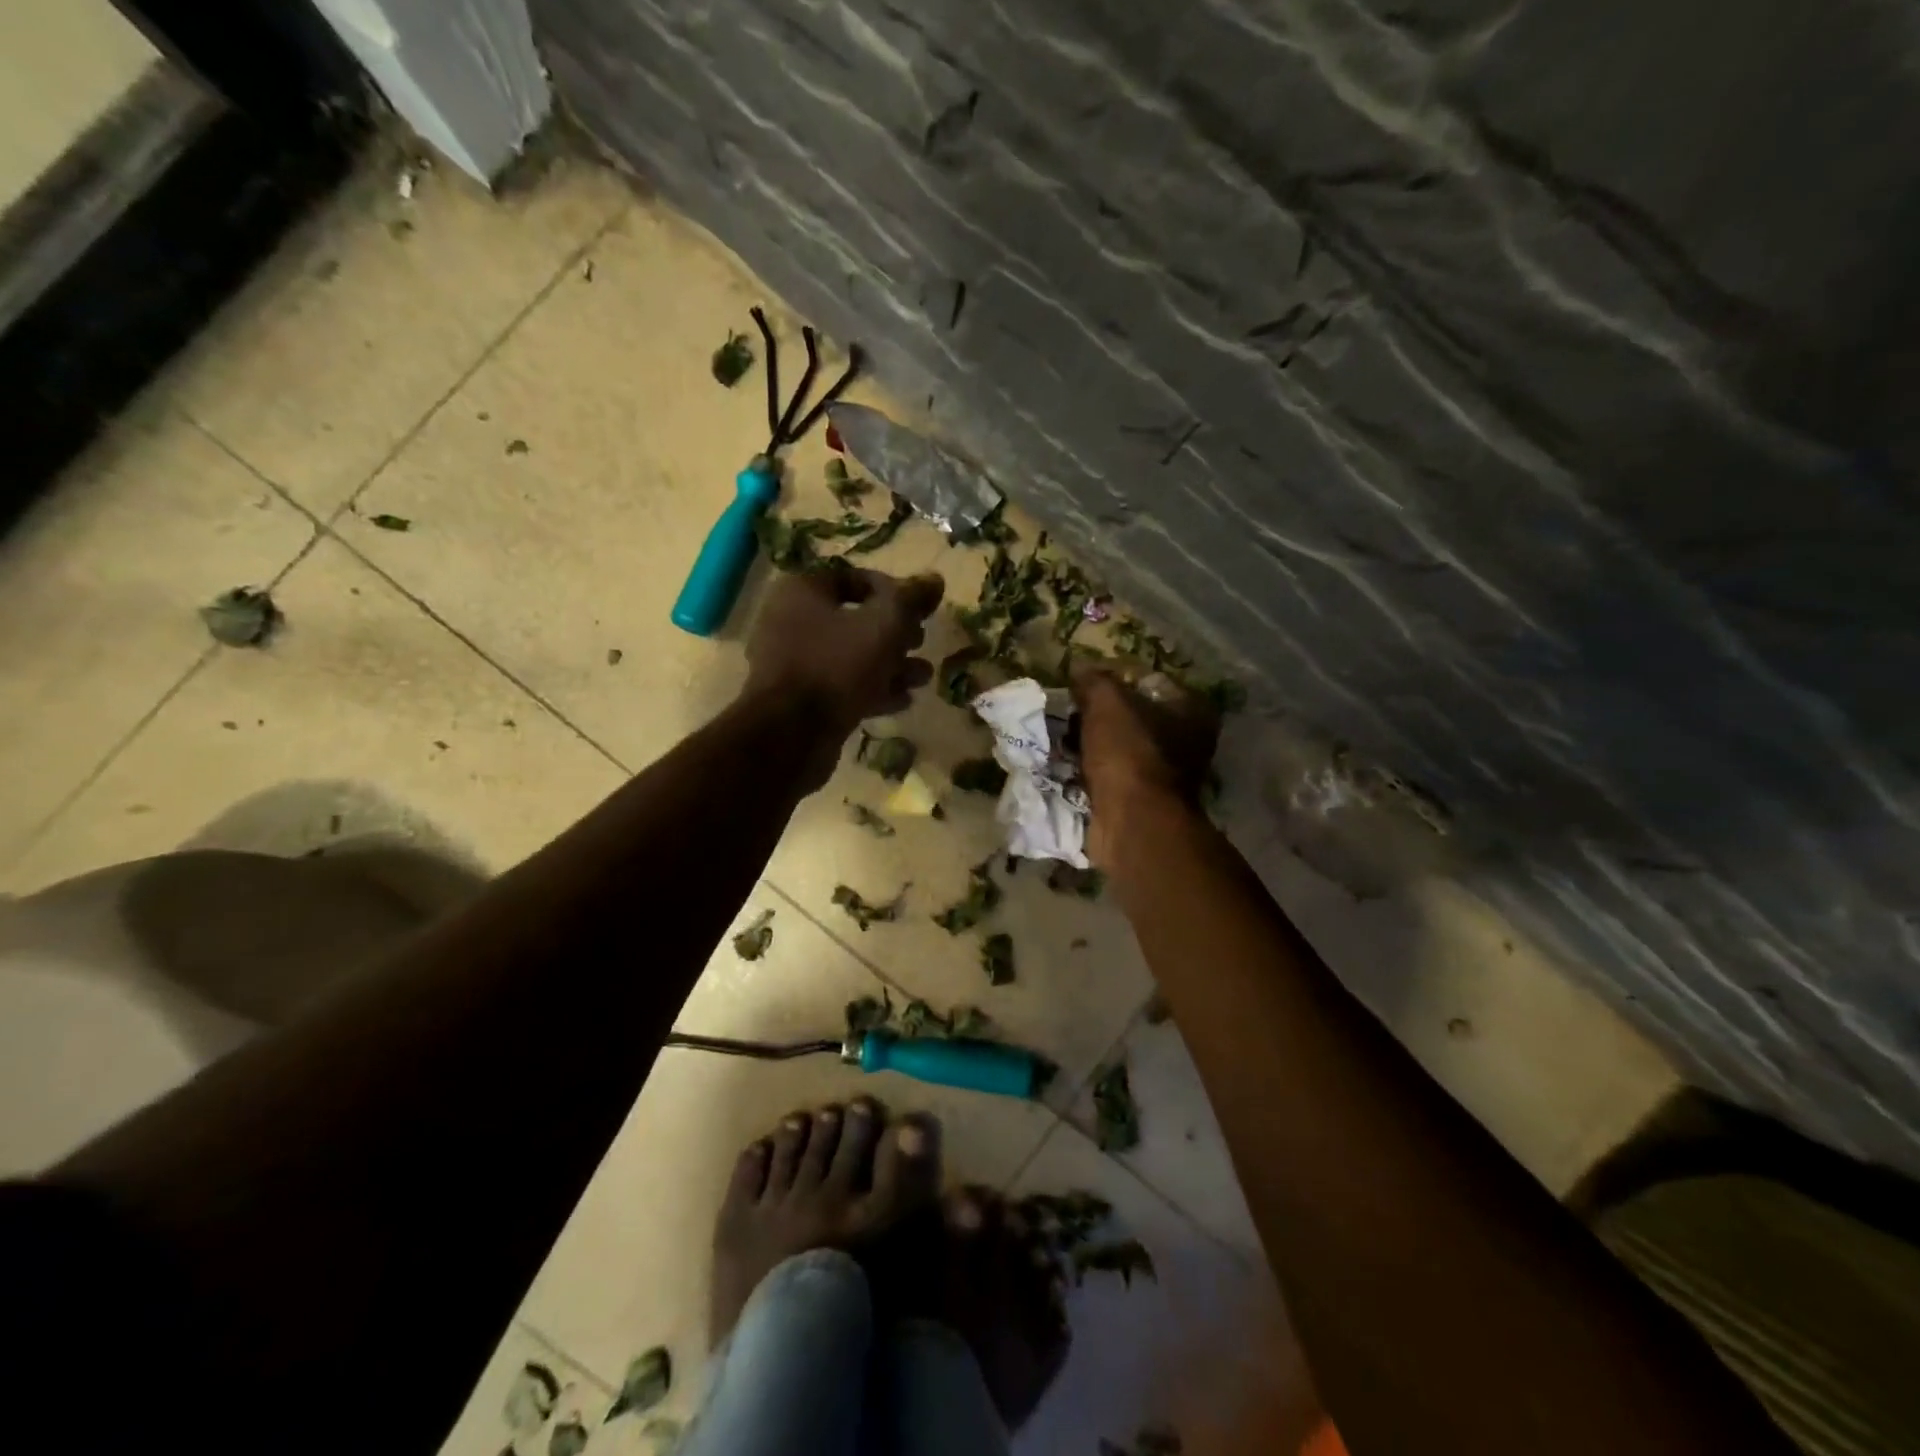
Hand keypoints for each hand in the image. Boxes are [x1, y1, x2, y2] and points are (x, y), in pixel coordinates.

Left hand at [744, 564, 944, 736]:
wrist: (791, 735)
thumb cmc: (837, 666)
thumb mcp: (884, 625)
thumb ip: (911, 599)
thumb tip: (935, 579)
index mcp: (803, 591)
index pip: (854, 578)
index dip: (892, 591)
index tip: (920, 610)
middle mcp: (791, 621)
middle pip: (854, 619)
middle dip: (895, 633)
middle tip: (920, 643)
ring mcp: (794, 664)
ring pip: (851, 656)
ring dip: (891, 665)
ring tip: (922, 677)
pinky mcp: (800, 700)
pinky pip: (842, 685)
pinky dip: (872, 689)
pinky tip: (903, 701)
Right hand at [1072, 663, 1218, 867]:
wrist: (1132, 822)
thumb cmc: (1129, 752)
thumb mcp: (1107, 701)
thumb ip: (1094, 680)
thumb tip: (1080, 669)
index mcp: (1192, 709)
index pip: (1148, 680)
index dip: (1113, 678)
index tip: (1082, 683)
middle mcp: (1187, 740)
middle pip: (1134, 715)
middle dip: (1099, 714)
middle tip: (1069, 712)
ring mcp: (1166, 774)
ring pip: (1120, 746)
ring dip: (1092, 743)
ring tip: (1063, 738)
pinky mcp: (1143, 800)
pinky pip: (1111, 774)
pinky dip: (1092, 770)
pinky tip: (1068, 765)